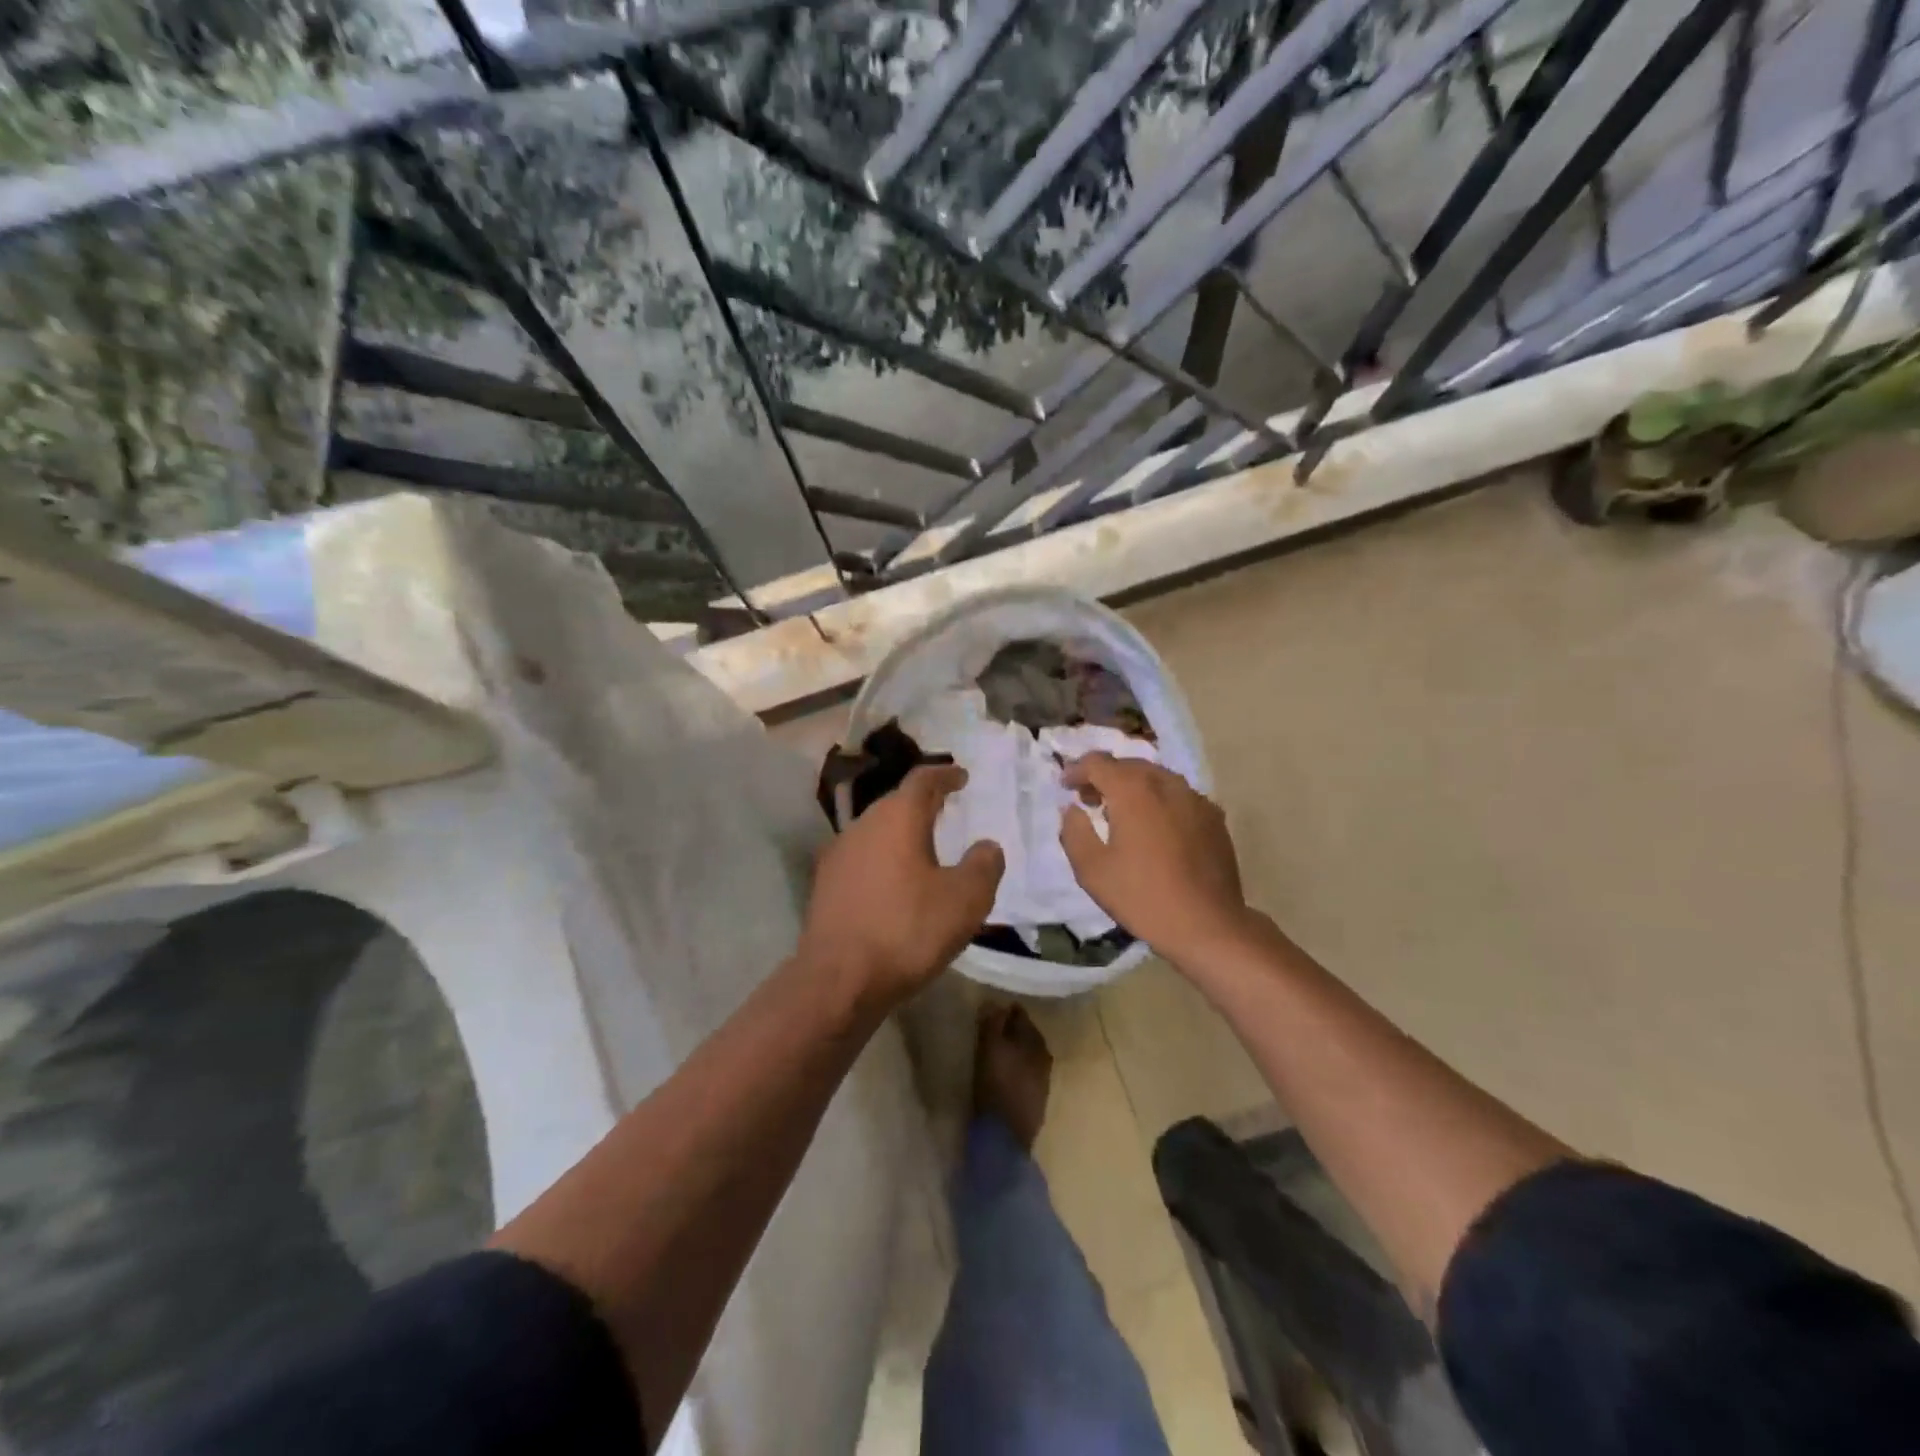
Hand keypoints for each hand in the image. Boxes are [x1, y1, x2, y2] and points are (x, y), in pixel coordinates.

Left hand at [799, 763, 1003, 1012]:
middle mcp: (862, 826)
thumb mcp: (965, 900)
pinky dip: (884, 860)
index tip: (961, 777)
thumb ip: (983, 865)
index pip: (922, 780)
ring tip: (924, 849)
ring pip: (876, 832)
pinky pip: (862, 859)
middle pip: (895, 803)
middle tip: (946, 810)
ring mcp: (838, 855)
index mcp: (897, 818)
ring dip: (901, 834)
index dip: (945, 775)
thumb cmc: (907, 930)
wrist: (838, 980)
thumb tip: (986, 846)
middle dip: (922, 804)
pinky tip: (895, 884)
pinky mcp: (825, 886)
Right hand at [1060, 754, 1259, 968]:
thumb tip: (1073, 809)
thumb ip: (1074, 831)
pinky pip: (1178, 795)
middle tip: (1089, 799)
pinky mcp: (1213, 816)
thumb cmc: (1142, 896)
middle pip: (1129, 765)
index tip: (1065, 786)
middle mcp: (1165, 784)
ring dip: (1133, 786)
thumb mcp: (1091, 870)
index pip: (1098, 762)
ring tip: (1121, 812)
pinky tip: (1155, 827)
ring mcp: (1195, 798)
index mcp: (1133, 791)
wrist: (1207, 924)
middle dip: (1105, 776)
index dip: (1076, 770)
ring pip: (1156, 777)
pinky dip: (1159, 800)